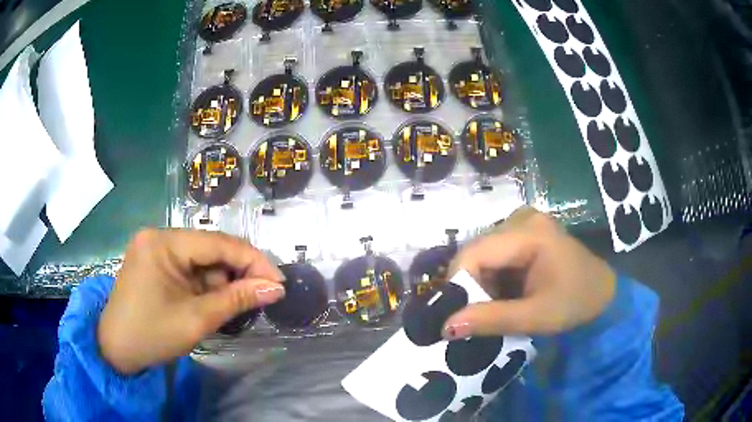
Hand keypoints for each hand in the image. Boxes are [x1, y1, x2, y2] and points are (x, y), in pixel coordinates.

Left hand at [98, 229, 284, 374]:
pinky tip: (216, 302)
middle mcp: (159, 237)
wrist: (116, 350)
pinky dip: (207, 286)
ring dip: (223, 282)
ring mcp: (156, 249)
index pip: (217, 243)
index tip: (278, 283)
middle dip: (238, 273)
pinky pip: (190, 269)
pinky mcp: (156, 263)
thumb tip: (276, 288)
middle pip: (210, 249)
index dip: (253, 261)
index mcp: (163, 242)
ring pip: (202, 260)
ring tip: (240, 305)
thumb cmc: (151, 335)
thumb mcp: (196, 319)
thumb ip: (237, 299)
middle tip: (264, 295)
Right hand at [442, 207, 615, 339]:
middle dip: (471, 287)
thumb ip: (492, 320)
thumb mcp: (536, 316)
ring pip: (482, 255)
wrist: (601, 291)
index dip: (458, 285)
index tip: (456, 318)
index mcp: (529, 233)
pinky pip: (494, 255)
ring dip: (481, 284)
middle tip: (477, 318)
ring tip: (494, 308)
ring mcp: (523, 222)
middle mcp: (521, 218)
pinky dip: (492, 278)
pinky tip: (504, 294)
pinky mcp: (523, 232)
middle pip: (477, 252)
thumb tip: (445, 327)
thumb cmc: (576, 303)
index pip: (474, 253)